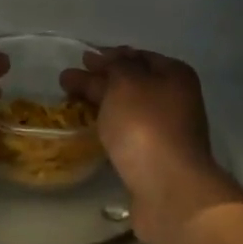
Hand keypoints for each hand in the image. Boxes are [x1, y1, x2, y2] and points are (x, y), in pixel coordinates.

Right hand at [61, 48, 242, 243]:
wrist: (169, 188)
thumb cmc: (146, 126)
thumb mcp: (126, 83)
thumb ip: (112, 67)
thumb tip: (103, 60)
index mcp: (175, 75)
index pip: (138, 56)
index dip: (109, 56)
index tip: (81, 60)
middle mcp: (176, 99)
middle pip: (133, 82)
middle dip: (100, 80)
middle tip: (67, 82)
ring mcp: (168, 131)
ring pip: (129, 110)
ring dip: (103, 105)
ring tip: (73, 106)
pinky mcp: (156, 158)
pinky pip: (129, 134)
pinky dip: (110, 128)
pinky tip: (93, 131)